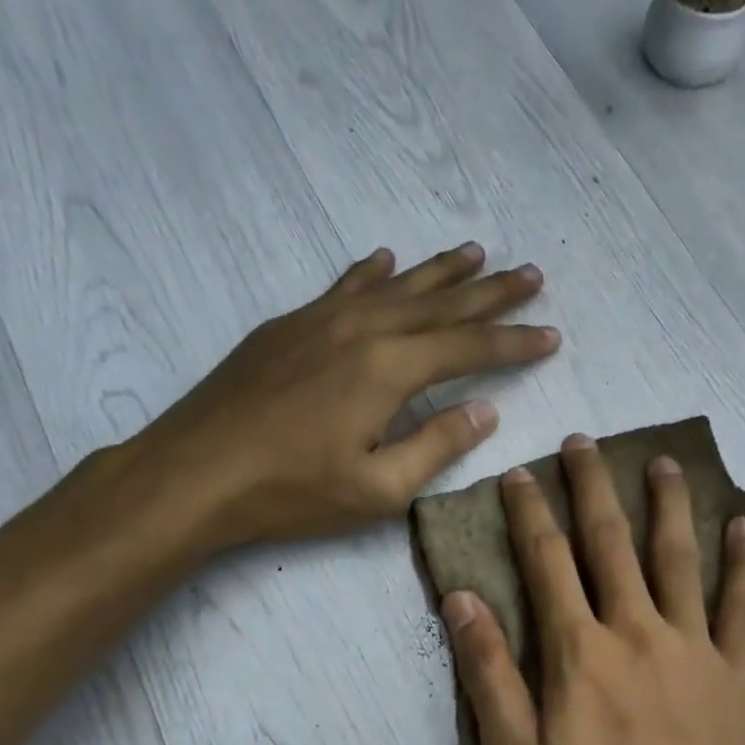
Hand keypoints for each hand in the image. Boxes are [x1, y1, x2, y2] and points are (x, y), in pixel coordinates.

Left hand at [120, 244, 555, 556]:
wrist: (193, 473)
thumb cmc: (291, 491)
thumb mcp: (379, 489)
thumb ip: (438, 445)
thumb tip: (485, 410)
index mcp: (388, 369)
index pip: (469, 347)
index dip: (514, 341)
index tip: (550, 334)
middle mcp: (361, 329)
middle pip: (441, 304)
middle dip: (491, 292)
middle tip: (532, 275)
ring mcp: (320, 321)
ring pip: (396, 286)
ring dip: (440, 271)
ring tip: (477, 252)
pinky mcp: (288, 326)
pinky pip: (344, 286)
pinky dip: (372, 272)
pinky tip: (387, 259)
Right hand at [443, 434, 744, 744]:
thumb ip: (489, 674)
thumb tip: (461, 600)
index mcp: (579, 651)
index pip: (546, 562)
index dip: (529, 513)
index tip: (518, 473)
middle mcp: (637, 631)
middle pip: (611, 542)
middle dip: (592, 488)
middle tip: (583, 442)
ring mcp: (693, 648)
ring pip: (678, 558)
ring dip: (667, 505)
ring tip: (662, 461)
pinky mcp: (735, 674)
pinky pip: (742, 606)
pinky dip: (742, 564)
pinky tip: (742, 527)